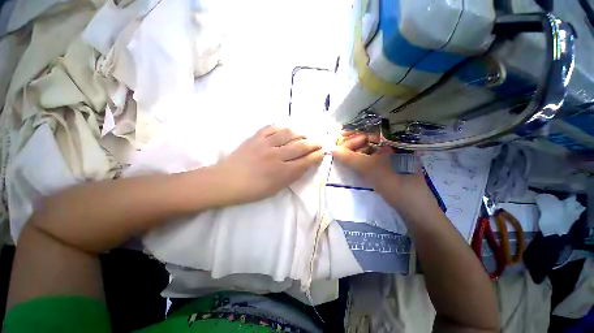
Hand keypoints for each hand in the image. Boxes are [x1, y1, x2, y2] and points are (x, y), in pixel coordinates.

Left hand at [213, 125, 322, 205]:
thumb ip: (291, 177)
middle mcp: (277, 156)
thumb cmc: (253, 190)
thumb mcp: (276, 189)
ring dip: (300, 134)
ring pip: (289, 134)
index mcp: (282, 172)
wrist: (227, 181)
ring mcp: (266, 144)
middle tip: (319, 142)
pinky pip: (272, 128)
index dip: (316, 156)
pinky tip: (287, 130)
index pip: (305, 161)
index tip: (322, 153)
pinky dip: (282, 128)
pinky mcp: (256, 137)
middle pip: (301, 146)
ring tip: (304, 135)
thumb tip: (304, 165)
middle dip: (313, 144)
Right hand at [332, 132, 430, 208]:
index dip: (354, 132)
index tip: (340, 137)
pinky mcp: (388, 168)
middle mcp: (393, 146)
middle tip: (340, 150)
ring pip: (369, 150)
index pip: (370, 130)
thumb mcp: (371, 170)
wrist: (415, 209)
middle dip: (353, 143)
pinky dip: (361, 161)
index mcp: (394, 141)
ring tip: (345, 157)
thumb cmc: (396, 184)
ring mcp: (391, 158)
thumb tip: (332, 149)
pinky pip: (371, 160)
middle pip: (369, 139)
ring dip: (355, 152)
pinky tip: (353, 164)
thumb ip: (350, 158)